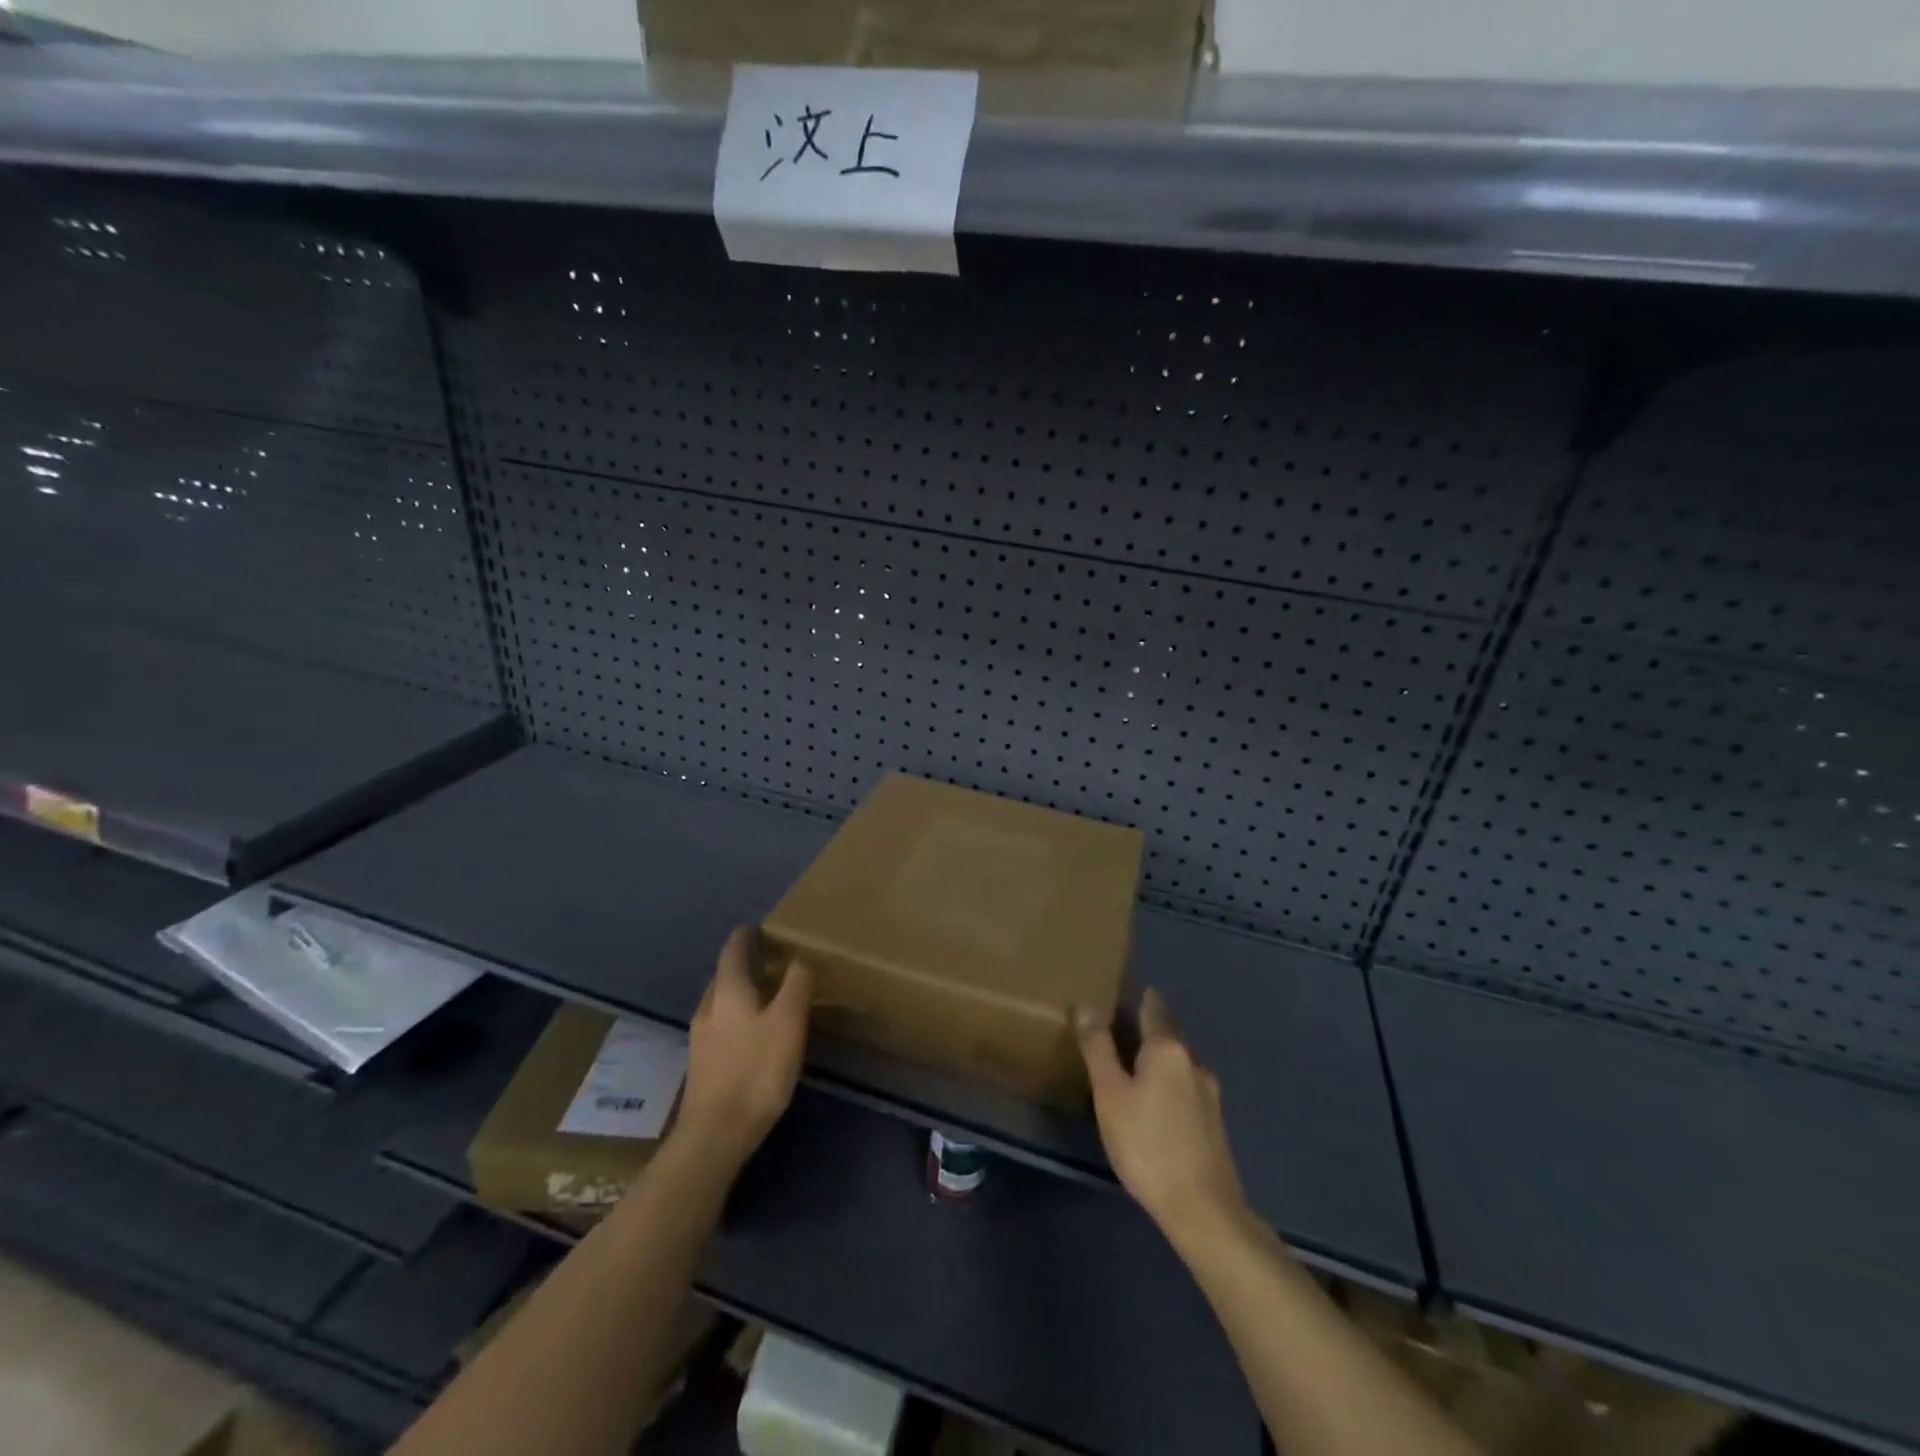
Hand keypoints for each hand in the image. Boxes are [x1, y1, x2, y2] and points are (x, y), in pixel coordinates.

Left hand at [676, 927, 812, 1173]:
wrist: (715, 1136)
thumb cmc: (757, 1070)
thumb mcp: (789, 1021)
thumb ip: (796, 984)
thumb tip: (798, 959)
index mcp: (728, 990)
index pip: (733, 949)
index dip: (747, 936)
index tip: (761, 928)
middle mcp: (708, 1007)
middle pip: (725, 975)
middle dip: (746, 964)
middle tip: (773, 961)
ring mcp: (701, 1038)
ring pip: (722, 1002)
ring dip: (742, 992)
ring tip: (769, 996)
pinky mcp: (702, 1065)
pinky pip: (721, 1026)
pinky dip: (738, 1017)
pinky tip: (755, 1034)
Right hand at [1077, 989, 1247, 1249]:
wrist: (1203, 1209)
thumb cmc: (1147, 1144)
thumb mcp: (1110, 1094)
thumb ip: (1098, 1047)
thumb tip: (1086, 1004)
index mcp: (1167, 1049)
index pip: (1154, 1008)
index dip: (1141, 997)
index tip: (1128, 989)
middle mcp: (1193, 1062)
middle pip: (1169, 1033)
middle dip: (1150, 1026)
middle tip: (1123, 1024)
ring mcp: (1209, 1093)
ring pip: (1179, 1062)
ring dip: (1159, 1056)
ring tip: (1135, 1063)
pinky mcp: (1214, 1122)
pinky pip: (1186, 1086)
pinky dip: (1169, 1081)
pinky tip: (1157, 1100)